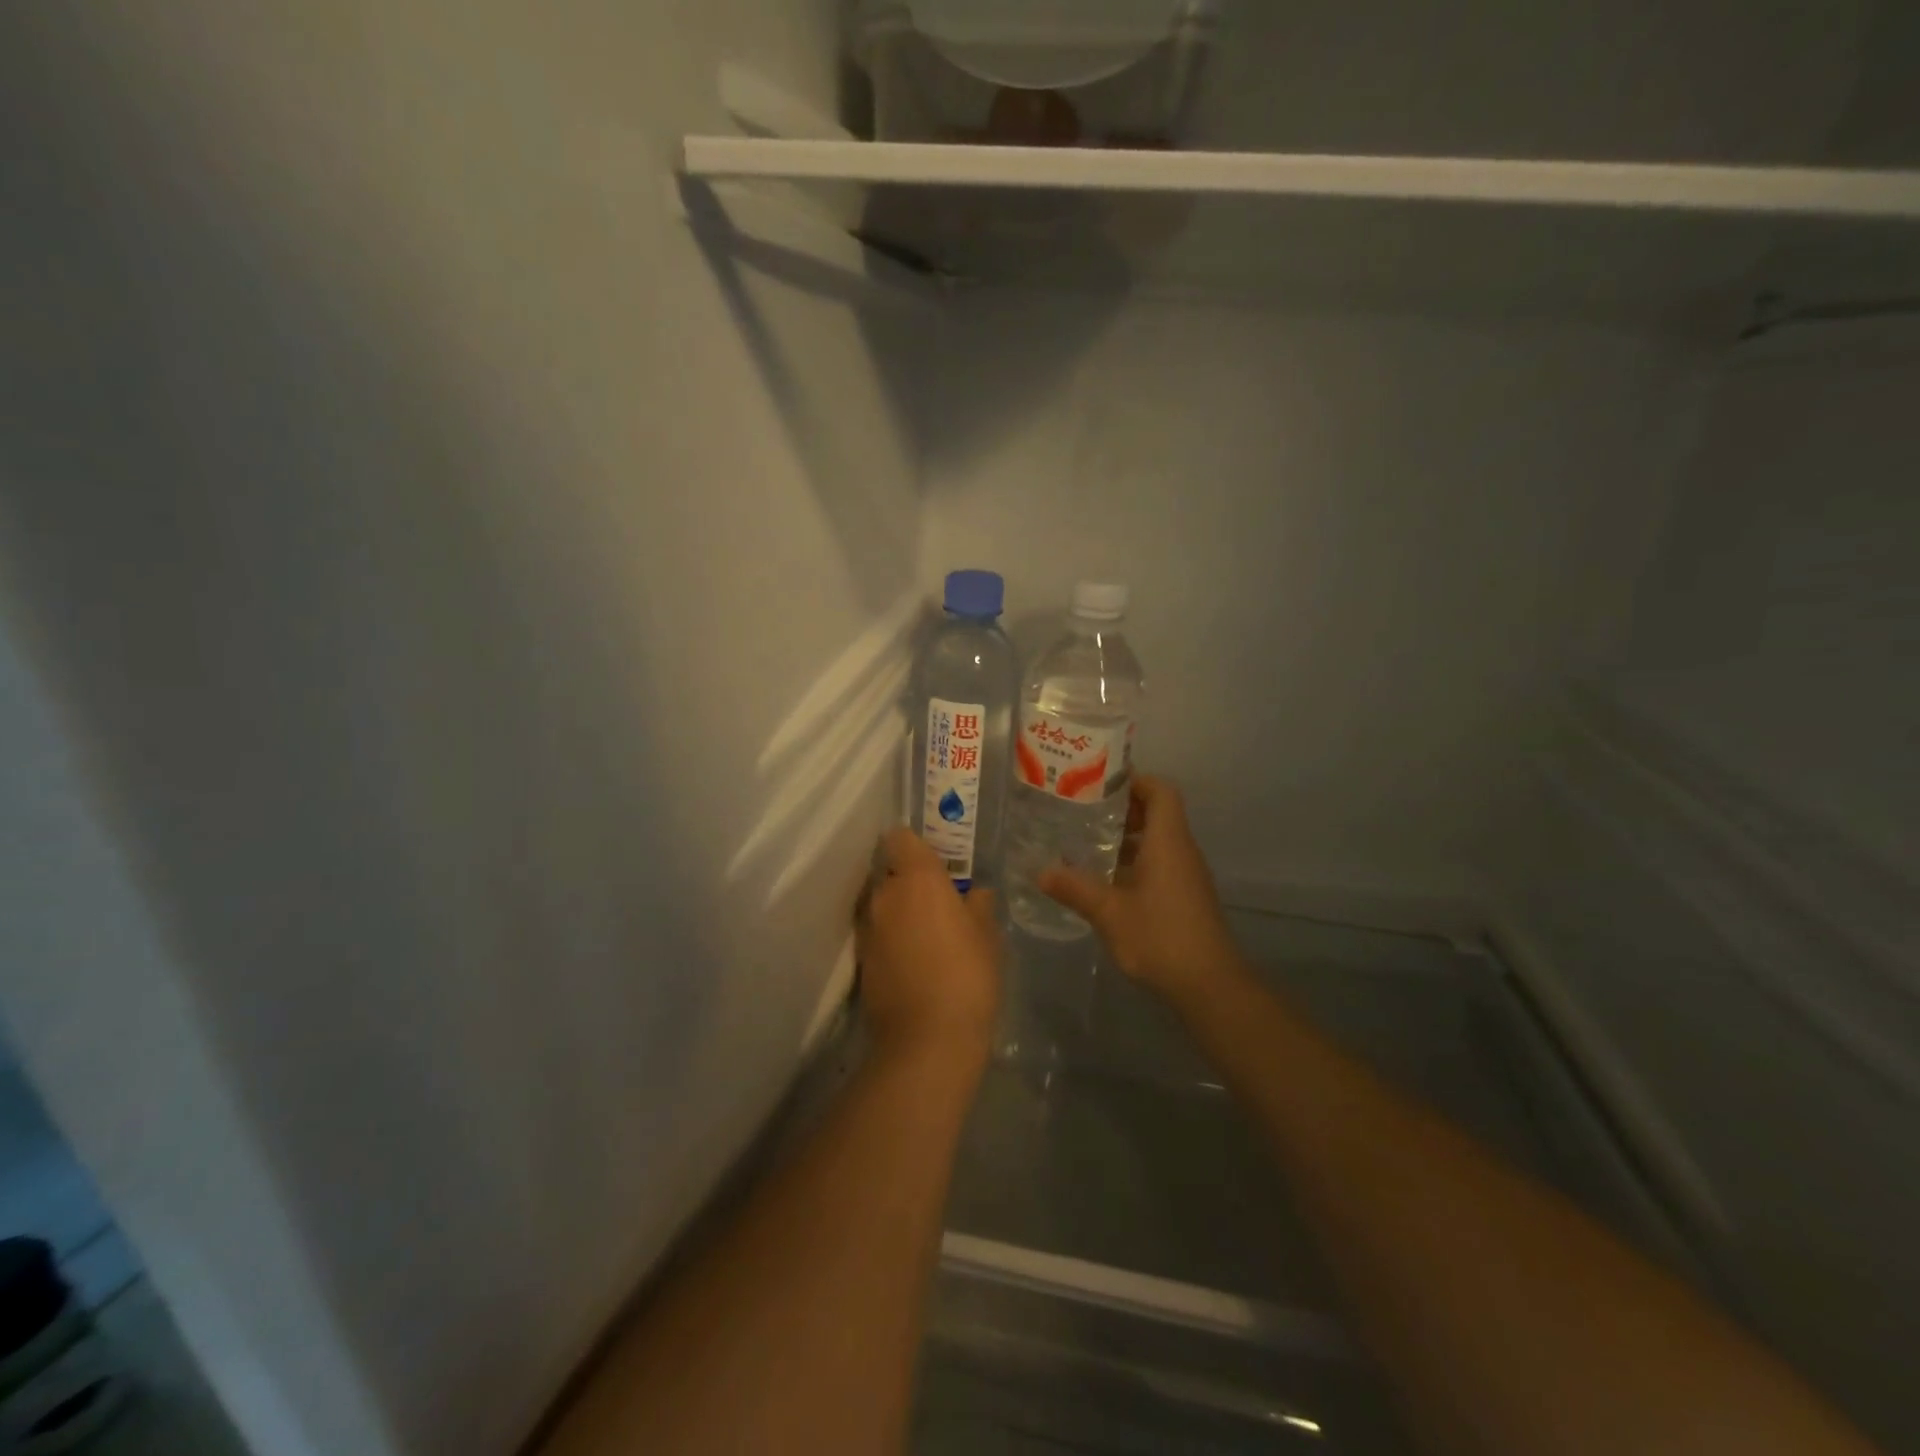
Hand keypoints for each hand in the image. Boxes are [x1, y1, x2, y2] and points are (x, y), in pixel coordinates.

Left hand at [858, 828, 1001, 1065]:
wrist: (927, 1040)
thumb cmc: (967, 976)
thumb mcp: (987, 936)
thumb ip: (979, 906)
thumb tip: (975, 894)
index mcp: (917, 879)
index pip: (900, 838)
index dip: (914, 843)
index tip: (933, 858)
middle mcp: (885, 895)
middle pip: (890, 871)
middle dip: (908, 879)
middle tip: (937, 899)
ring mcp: (868, 928)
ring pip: (880, 903)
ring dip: (897, 910)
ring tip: (924, 932)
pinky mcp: (860, 960)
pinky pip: (876, 933)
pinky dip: (889, 938)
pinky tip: (912, 959)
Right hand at [1039, 775, 1242, 1003]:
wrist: (1210, 986)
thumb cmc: (1160, 937)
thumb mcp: (1109, 912)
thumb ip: (1075, 888)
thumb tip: (1039, 872)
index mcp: (1168, 842)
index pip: (1160, 791)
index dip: (1134, 780)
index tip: (1100, 785)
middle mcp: (1181, 851)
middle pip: (1157, 813)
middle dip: (1122, 809)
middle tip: (1083, 812)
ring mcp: (1186, 875)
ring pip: (1157, 840)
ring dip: (1126, 837)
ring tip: (1086, 843)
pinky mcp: (1185, 897)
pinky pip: (1159, 863)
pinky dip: (1134, 861)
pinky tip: (1105, 880)